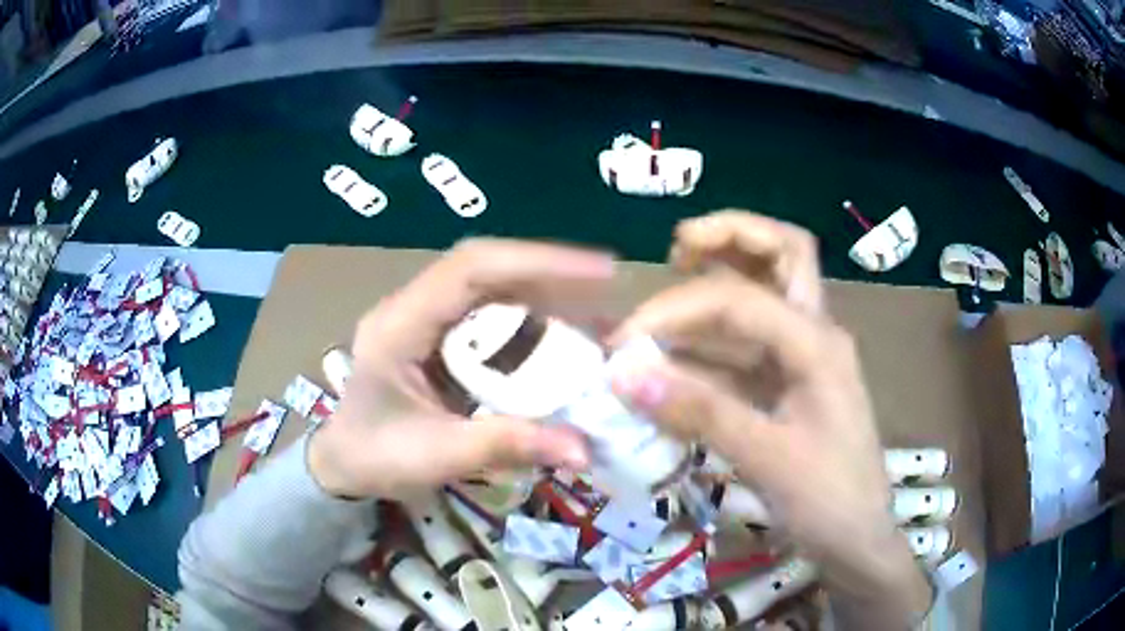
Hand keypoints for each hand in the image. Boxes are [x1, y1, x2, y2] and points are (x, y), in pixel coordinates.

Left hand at [308, 239, 614, 499]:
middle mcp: (414, 308)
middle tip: (610, 295)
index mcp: (399, 325)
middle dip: (552, 277)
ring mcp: (427, 319)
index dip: (536, 262)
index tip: (599, 273)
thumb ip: (506, 446)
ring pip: (494, 290)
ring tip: (599, 319)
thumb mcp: (436, 456)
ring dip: (547, 299)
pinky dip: (533, 325)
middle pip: (487, 270)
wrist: (345, 466)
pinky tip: (566, 343)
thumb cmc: (376, 458)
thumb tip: (584, 449)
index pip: (469, 269)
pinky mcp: (441, 337)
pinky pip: (492, 317)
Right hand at [610, 211, 930, 619]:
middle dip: (732, 235)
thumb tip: (625, 375)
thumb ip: (700, 412)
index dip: (676, 310)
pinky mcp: (790, 384)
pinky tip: (679, 354)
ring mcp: (804, 357)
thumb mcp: (768, 458)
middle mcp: (815, 334)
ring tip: (673, 279)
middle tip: (677, 247)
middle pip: (785, 253)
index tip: (624, 344)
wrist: (857, 540)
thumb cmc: (828, 500)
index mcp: (818, 343)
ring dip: (722, 277)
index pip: (739, 299)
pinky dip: (714, 338)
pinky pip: (750, 343)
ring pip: (769, 291)